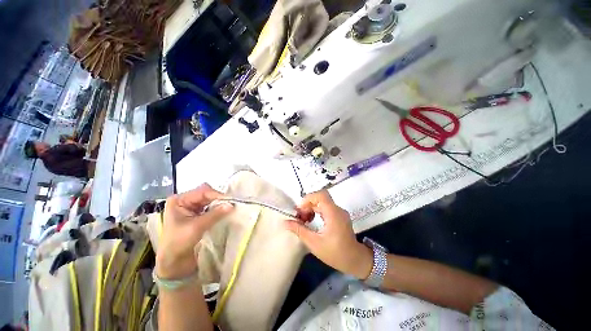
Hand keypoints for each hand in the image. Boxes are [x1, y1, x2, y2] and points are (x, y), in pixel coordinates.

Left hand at [156, 184, 232, 278]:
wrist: (173, 263)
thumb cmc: (178, 243)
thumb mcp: (196, 227)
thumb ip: (215, 214)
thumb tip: (232, 205)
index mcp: (179, 200)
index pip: (202, 192)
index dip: (217, 195)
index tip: (230, 201)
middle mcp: (185, 201)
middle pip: (206, 194)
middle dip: (218, 199)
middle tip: (231, 204)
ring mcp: (192, 208)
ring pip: (210, 200)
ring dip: (219, 204)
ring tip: (229, 208)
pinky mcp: (198, 215)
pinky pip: (211, 207)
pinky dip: (218, 209)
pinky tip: (224, 212)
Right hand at [285, 190, 372, 279]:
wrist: (355, 260)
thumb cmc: (335, 253)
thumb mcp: (314, 243)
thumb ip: (299, 230)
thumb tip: (285, 222)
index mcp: (333, 213)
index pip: (321, 195)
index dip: (308, 198)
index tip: (300, 210)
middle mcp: (337, 209)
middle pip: (320, 198)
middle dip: (307, 205)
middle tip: (299, 217)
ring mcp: (339, 212)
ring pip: (322, 202)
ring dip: (311, 208)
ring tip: (304, 220)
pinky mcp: (339, 216)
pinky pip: (326, 208)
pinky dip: (316, 211)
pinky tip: (311, 221)